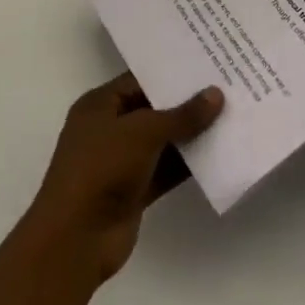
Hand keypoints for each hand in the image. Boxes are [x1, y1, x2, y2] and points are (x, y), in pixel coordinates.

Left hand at [25, 72, 223, 284]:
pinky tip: (218, 152)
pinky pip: (166, 169)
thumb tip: (216, 94)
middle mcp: (109, 129)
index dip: (171, 72)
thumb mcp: (143, 132)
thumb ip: (182, 115)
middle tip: (225, 85)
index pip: (140, 80)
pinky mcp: (134, 191)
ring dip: (190, 134)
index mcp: (99, 106)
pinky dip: (187, 163)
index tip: (206, 63)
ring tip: (229, 114)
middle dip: (186, 102)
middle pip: (153, 109)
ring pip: (162, 141)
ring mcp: (121, 162)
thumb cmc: (101, 169)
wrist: (75, 241)